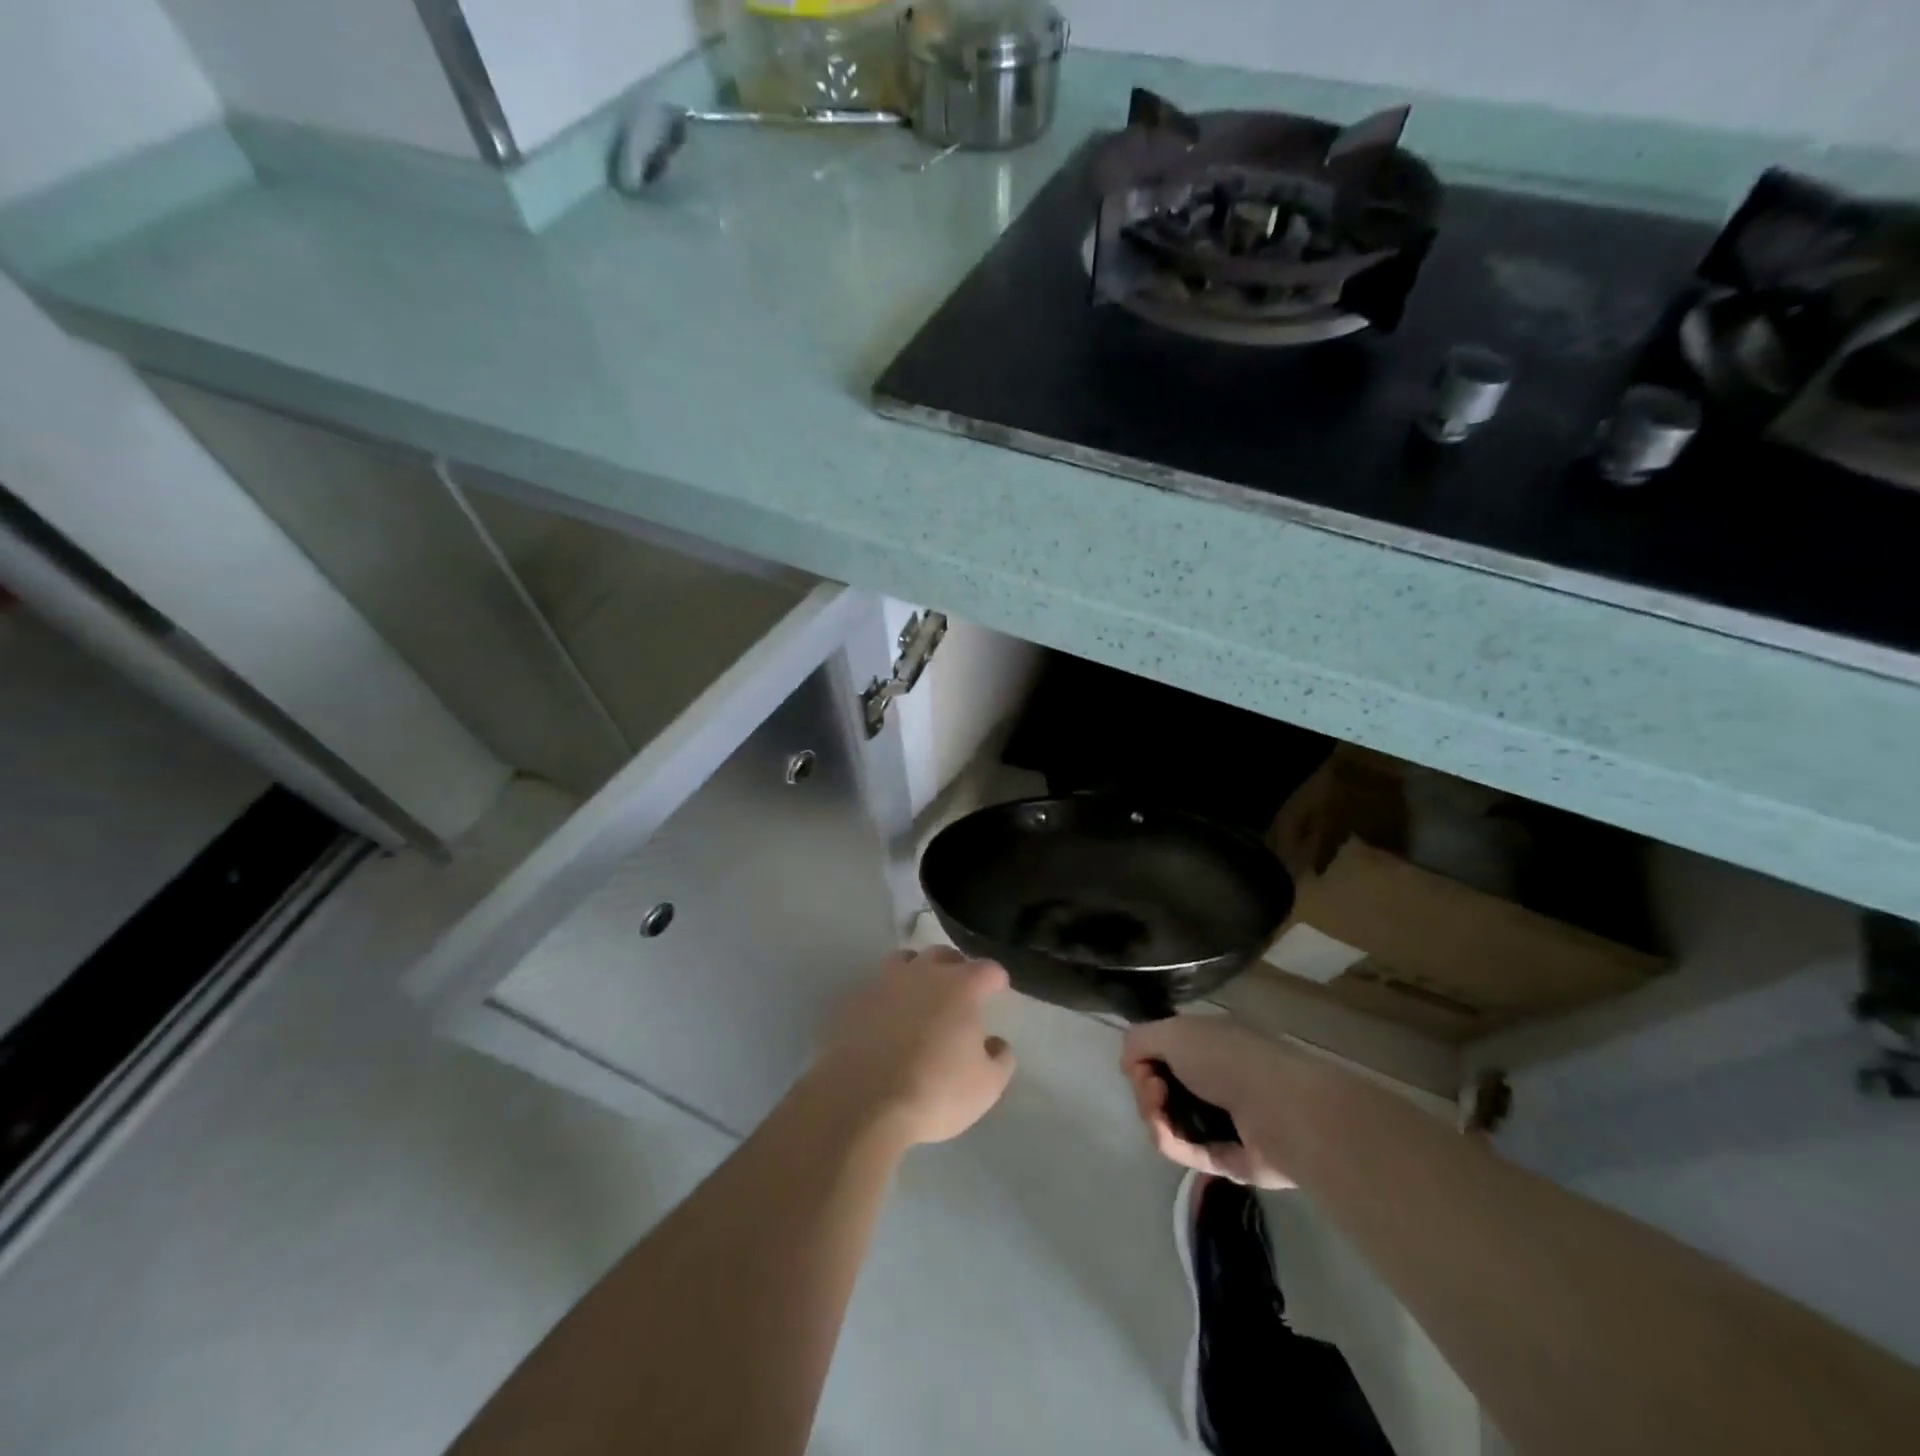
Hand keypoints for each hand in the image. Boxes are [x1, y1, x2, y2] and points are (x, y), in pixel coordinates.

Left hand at [816, 947, 1016, 1147]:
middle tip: (960, 989)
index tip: (998, 989)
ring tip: (919, 995)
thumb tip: (995, 1042)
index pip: (986, 969)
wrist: (862, 1102)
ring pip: (904, 961)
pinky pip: (875, 990)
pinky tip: (886, 1020)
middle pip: (943, 955)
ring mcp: (883, 984)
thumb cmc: (936, 1091)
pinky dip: (885, 998)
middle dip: (955, 967)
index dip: (996, 978)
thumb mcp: (986, 1085)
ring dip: (916, 971)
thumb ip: (999, 1058)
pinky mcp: (853, 1002)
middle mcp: (922, 974)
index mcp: (960, 986)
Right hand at [1121, 1019, 1297, 1188]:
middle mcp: (1213, 1077)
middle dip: (1145, 1088)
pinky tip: (1166, 1135)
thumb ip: (1140, 1040)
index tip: (1143, 1063)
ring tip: (1159, 1114)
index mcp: (1207, 1043)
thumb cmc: (1227, 1059)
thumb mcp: (1173, 1031)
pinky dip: (1170, 1142)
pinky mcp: (1225, 1157)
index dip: (1144, 1058)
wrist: (1281, 1111)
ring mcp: (1220, 1119)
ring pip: (1169, 1120)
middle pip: (1161, 1087)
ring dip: (1154, 1117)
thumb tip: (1131, 1064)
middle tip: (1154, 1089)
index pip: (1162, 1051)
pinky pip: (1184, 1149)